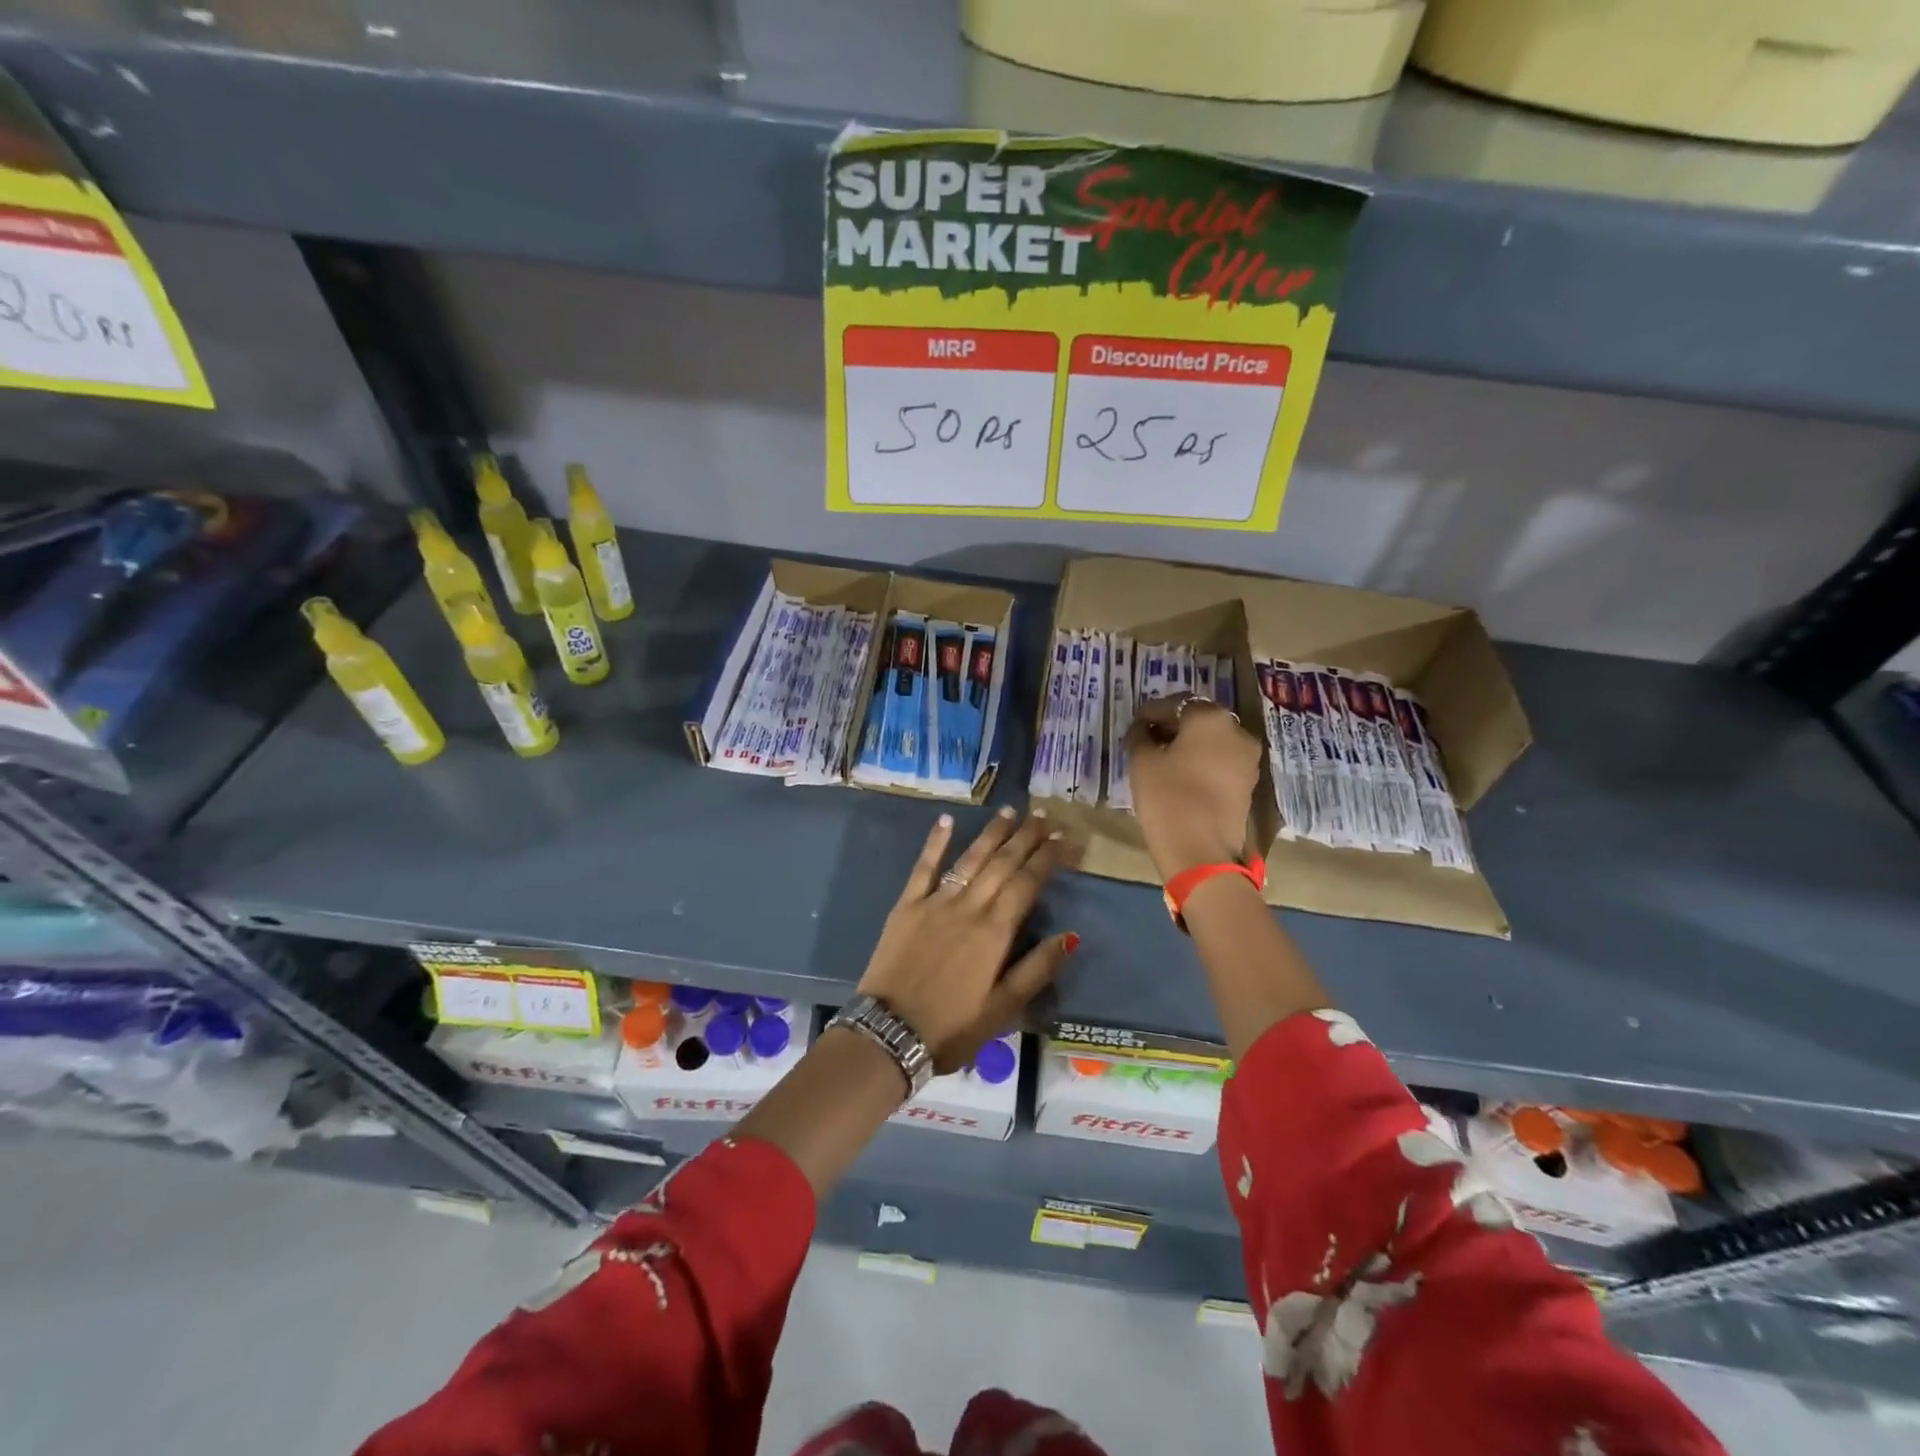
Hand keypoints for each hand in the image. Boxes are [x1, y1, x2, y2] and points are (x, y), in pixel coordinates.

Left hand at [857, 808, 1076, 1072]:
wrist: (890, 1033)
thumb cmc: (952, 1026)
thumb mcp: (1004, 1009)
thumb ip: (1037, 969)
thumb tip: (1071, 935)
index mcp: (995, 932)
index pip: (1027, 883)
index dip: (1047, 858)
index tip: (1063, 837)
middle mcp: (969, 908)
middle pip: (1002, 864)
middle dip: (1025, 837)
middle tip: (1042, 815)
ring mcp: (935, 902)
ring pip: (970, 859)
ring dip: (991, 833)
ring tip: (1009, 811)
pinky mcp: (906, 906)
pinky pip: (924, 867)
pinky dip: (936, 842)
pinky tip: (947, 820)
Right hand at [1124, 694, 1262, 881]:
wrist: (1202, 852)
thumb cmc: (1167, 799)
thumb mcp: (1142, 762)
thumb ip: (1140, 736)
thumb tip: (1142, 729)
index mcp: (1210, 717)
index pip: (1175, 704)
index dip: (1151, 713)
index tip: (1135, 725)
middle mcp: (1236, 730)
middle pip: (1198, 719)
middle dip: (1172, 725)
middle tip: (1147, 739)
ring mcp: (1247, 758)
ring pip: (1212, 740)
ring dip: (1188, 744)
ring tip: (1163, 758)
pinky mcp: (1248, 782)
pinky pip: (1221, 760)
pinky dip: (1202, 761)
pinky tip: (1181, 774)